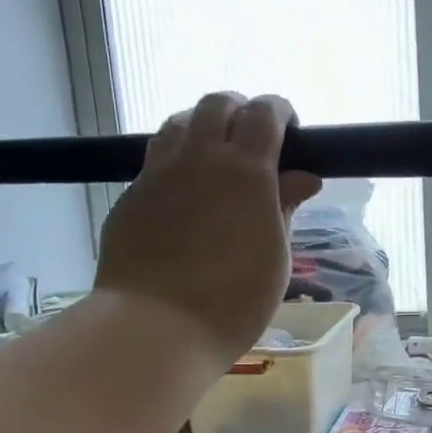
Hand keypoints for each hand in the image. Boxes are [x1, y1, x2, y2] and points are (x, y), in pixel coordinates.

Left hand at [94, 93, 321, 367]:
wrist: (156, 328)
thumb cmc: (234, 300)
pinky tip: (184, 197)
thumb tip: (303, 178)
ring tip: (215, 159)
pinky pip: (154, 161)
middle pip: (216, 104)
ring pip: (178, 124)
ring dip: (202, 128)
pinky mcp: (129, 197)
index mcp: (244, 169)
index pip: (264, 113)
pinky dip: (176, 163)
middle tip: (254, 142)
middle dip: (240, 111)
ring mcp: (156, 174)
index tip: (290, 132)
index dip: (280, 112)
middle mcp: (197, 158)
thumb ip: (285, 208)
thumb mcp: (276, 256)